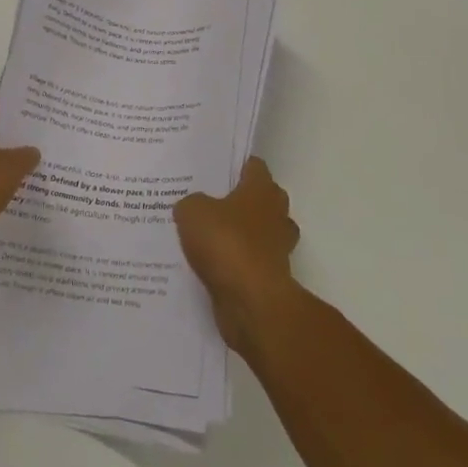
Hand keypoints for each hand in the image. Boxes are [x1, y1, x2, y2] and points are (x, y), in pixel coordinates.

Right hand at [174, 157, 301, 350]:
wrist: (251, 301)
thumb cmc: (226, 243)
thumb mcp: (192, 212)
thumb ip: (190, 203)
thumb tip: (192, 207)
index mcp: (262, 189)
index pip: (254, 165)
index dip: (235, 165)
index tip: (213, 170)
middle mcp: (275, 214)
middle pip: (260, 198)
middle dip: (238, 200)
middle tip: (206, 202)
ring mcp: (277, 247)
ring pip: (258, 232)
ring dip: (239, 235)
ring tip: (206, 237)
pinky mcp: (270, 277)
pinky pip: (251, 262)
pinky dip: (236, 263)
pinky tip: (210, 266)